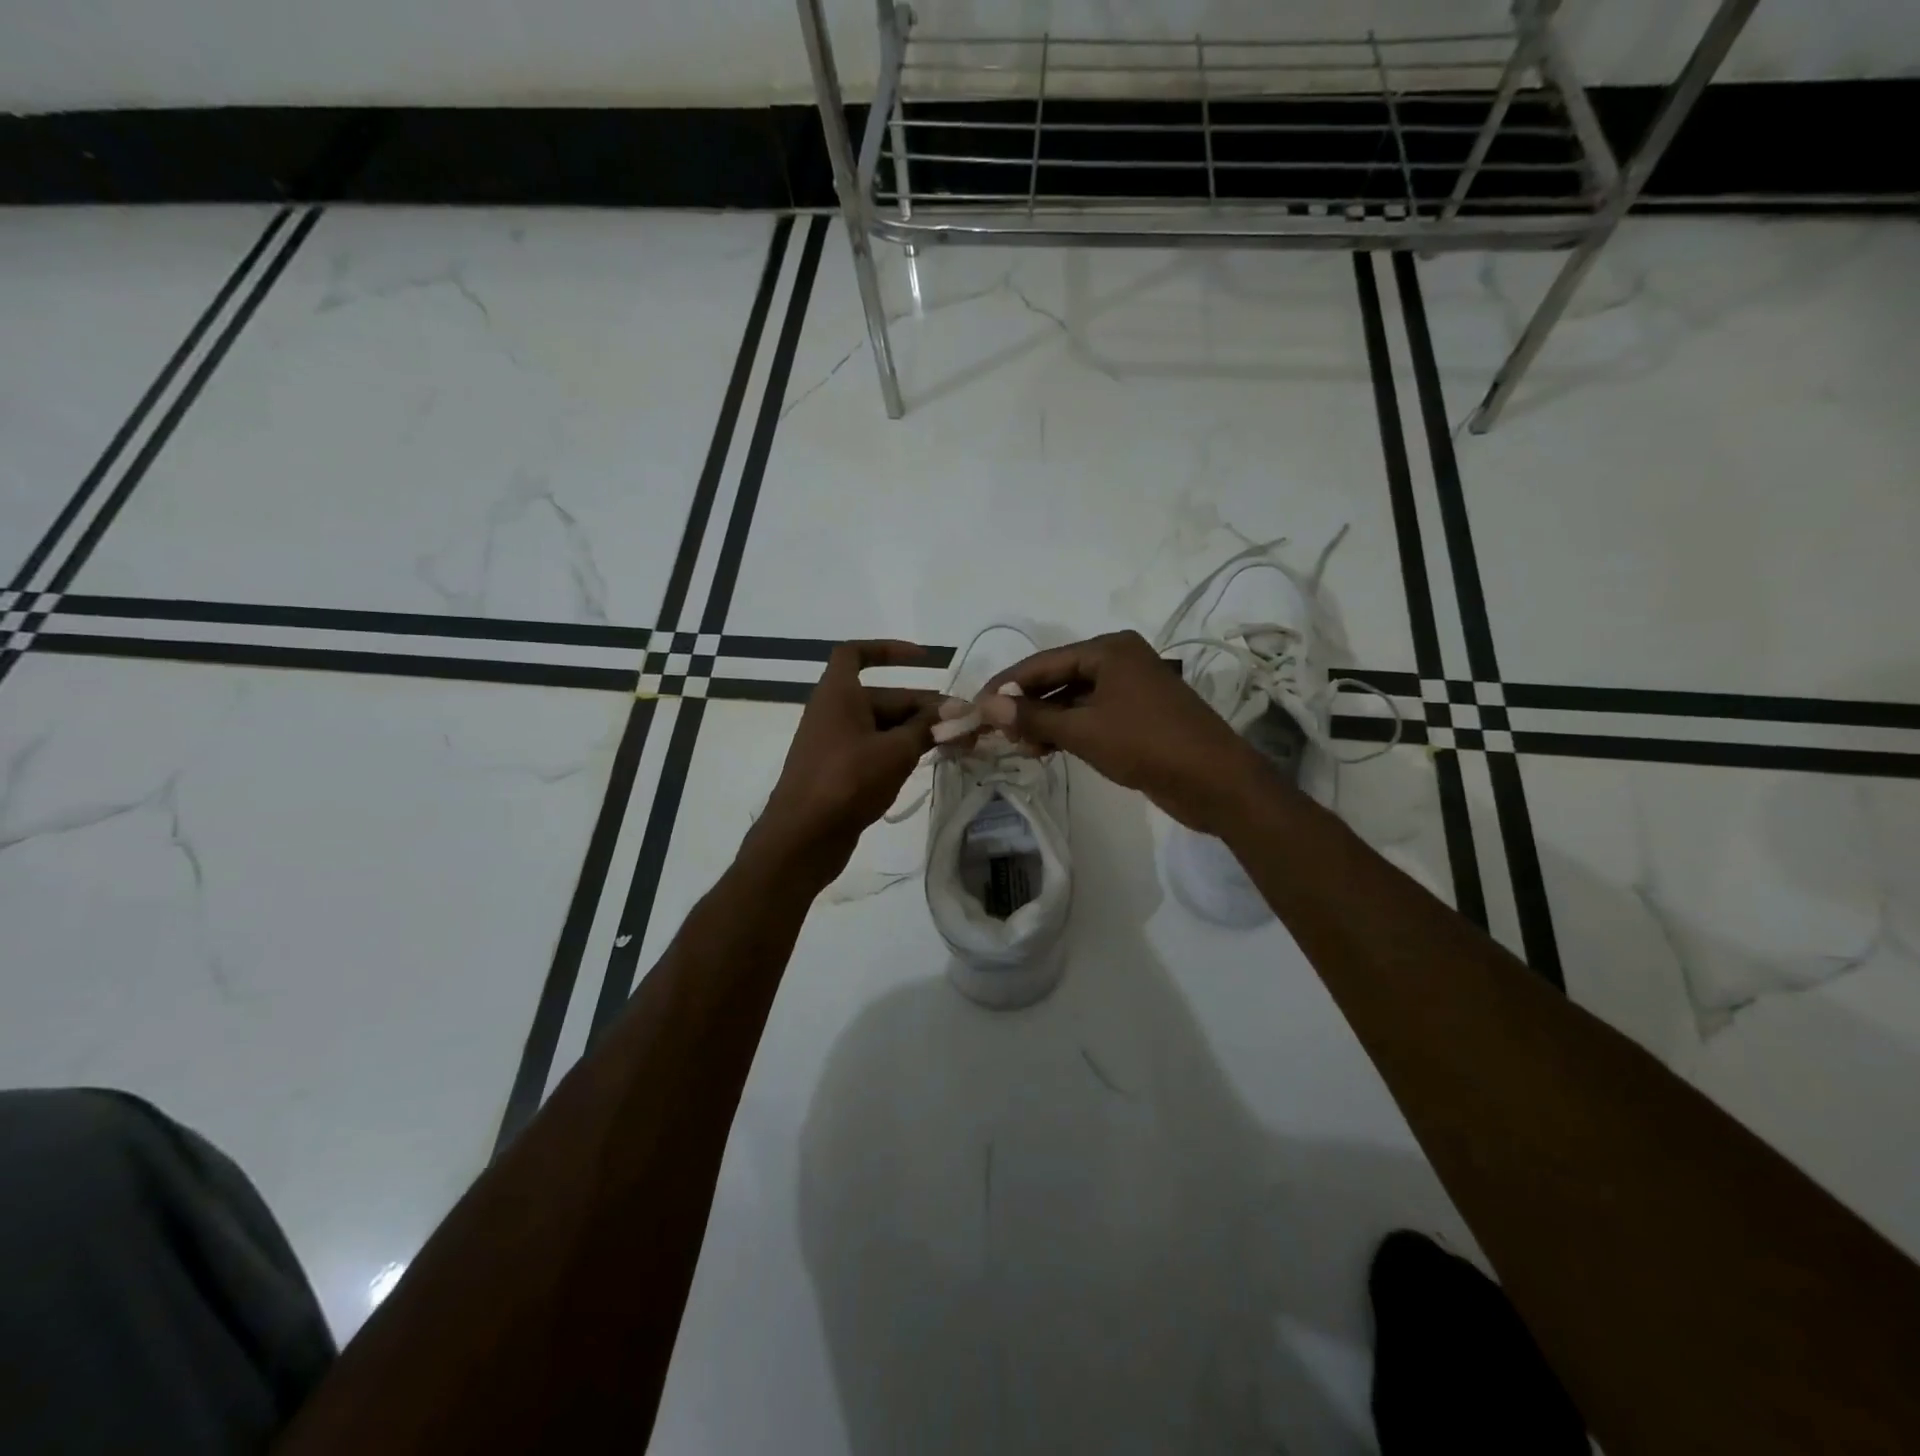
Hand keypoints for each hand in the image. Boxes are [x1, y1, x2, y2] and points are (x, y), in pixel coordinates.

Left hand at [755, 641, 942, 884]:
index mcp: (838, 695)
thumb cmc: (846, 781)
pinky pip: (875, 751)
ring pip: (883, 727)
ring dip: (918, 733)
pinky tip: (929, 764)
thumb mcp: (895, 750)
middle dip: (924, 708)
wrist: (802, 838)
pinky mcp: (840, 773)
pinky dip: (901, 753)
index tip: (924, 660)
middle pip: (884, 698)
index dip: (889, 650)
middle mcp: (834, 713)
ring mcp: (835, 745)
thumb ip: (928, 728)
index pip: (856, 654)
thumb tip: (956, 711)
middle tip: (964, 724)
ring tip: (957, 745)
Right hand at [978, 630, 1273, 833]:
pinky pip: (1091, 715)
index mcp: (1109, 649)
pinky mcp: (1138, 715)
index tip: (974, 707)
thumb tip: (987, 706)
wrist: (1215, 781)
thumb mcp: (1083, 731)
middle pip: (1057, 678)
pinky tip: (1045, 750)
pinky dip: (1067, 730)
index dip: (1006, 685)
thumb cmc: (1147, 745)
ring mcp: (1131, 688)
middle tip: (994, 731)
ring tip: (1017, 747)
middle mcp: (1119, 660)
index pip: (1042, 662)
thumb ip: (1033, 717)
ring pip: (1073, 699)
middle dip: (1025, 705)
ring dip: (1045, 722)